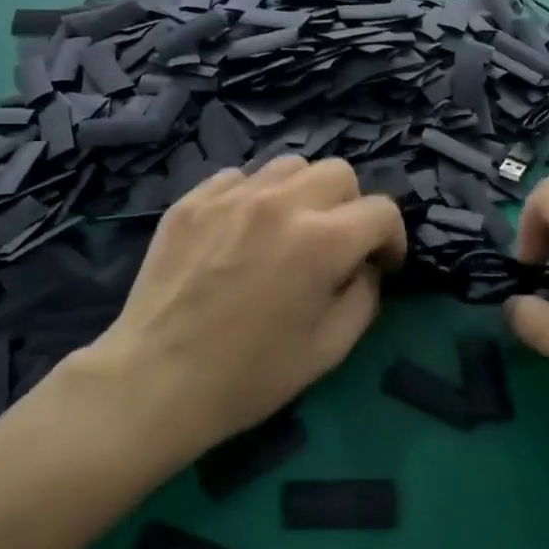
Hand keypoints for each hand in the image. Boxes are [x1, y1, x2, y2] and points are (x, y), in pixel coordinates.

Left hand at [72, 157, 405, 459]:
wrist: (155, 382)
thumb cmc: (249, 376)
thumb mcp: (329, 349)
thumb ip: (364, 297)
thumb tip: (366, 267)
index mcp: (321, 241)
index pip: (382, 211)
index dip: (392, 239)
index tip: (381, 265)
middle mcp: (280, 203)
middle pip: (339, 172)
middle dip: (350, 208)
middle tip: (335, 245)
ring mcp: (231, 196)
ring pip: (290, 166)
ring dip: (304, 194)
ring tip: (288, 230)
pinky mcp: (192, 200)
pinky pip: (240, 178)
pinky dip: (255, 197)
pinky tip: (242, 233)